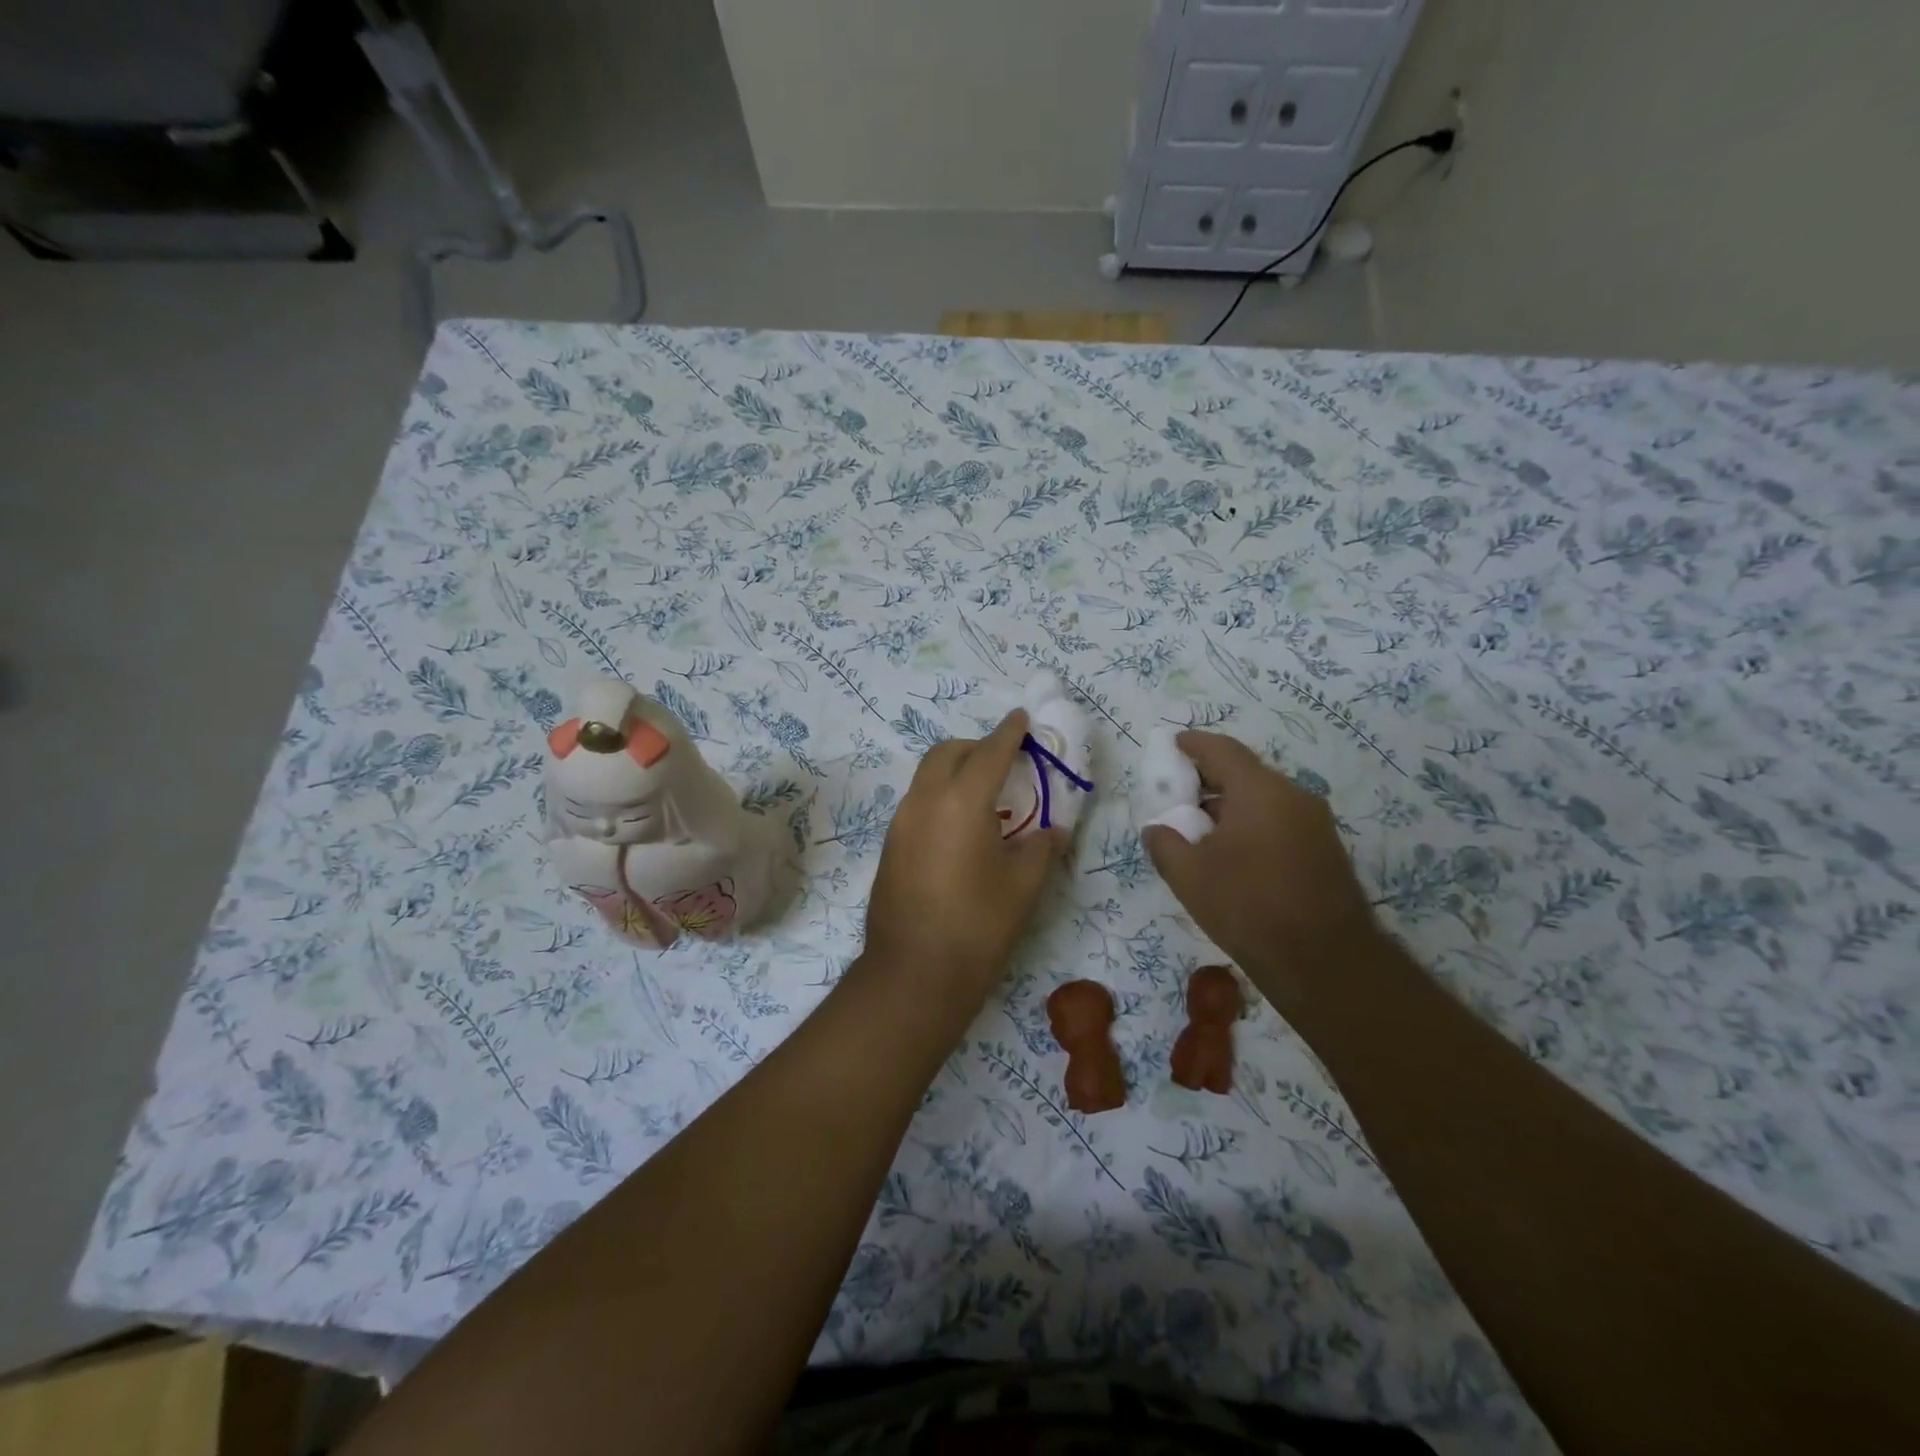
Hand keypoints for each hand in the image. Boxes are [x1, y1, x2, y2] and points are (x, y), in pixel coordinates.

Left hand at [862, 710, 1066, 998]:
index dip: (1009, 733)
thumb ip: (1041, 848)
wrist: (914, 973)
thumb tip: (1052, 832)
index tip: (1021, 718)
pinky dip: (941, 795)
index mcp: (961, 802)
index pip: (989, 752)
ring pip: (927, 775)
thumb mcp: (1023, 886)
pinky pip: (918, 801)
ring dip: (956, 770)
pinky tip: (961, 826)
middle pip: (948, 753)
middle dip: (977, 746)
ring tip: (986, 794)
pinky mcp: (891, 845)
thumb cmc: (978, 926)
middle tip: (1005, 760)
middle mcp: (924, 801)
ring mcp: (901, 823)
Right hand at [1141, 731, 1379, 1007]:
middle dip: (1209, 777)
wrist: (1324, 962)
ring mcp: (1316, 823)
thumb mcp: (1188, 876)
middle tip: (1179, 792)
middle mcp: (1294, 796)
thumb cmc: (1248, 908)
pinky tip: (1233, 852)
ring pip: (1264, 799)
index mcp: (1260, 791)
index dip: (1194, 744)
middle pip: (1245, 773)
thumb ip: (1165, 843)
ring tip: (1200, 828)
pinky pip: (1280, 820)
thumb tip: (1157, 828)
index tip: (1173, 744)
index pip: (1222, 750)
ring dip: (1231, 804)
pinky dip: (1252, 823)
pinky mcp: (1326, 850)